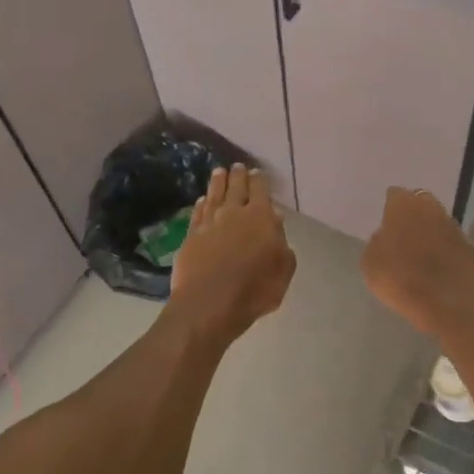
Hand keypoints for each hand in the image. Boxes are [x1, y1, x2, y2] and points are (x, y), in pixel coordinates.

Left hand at [167, 165, 295, 342]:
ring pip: (214, 195)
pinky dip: (202, 203)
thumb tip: (275, 221)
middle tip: (238, 167)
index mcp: (260, 217)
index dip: (259, 180)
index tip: (258, 172)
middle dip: (238, 175)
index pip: (260, 190)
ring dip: (218, 182)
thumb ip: (282, 243)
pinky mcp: (190, 236)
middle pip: (235, 187)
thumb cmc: (254, 290)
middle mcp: (233, 213)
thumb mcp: (283, 270)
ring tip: (219, 173)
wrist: (208, 305)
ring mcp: (208, 223)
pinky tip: (203, 200)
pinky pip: (198, 212)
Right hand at [360, 188, 473, 338]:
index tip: (384, 223)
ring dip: (428, 229)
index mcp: (404, 205)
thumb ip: (376, 243)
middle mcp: (430, 207)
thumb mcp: (371, 264)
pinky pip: (448, 239)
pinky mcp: (467, 244)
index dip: (388, 208)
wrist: (448, 305)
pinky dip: (441, 246)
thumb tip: (385, 237)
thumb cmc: (401, 280)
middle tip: (400, 233)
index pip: (394, 195)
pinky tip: (435, 263)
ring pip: (435, 219)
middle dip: (411, 214)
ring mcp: (452, 224)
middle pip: (418, 202)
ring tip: (417, 250)